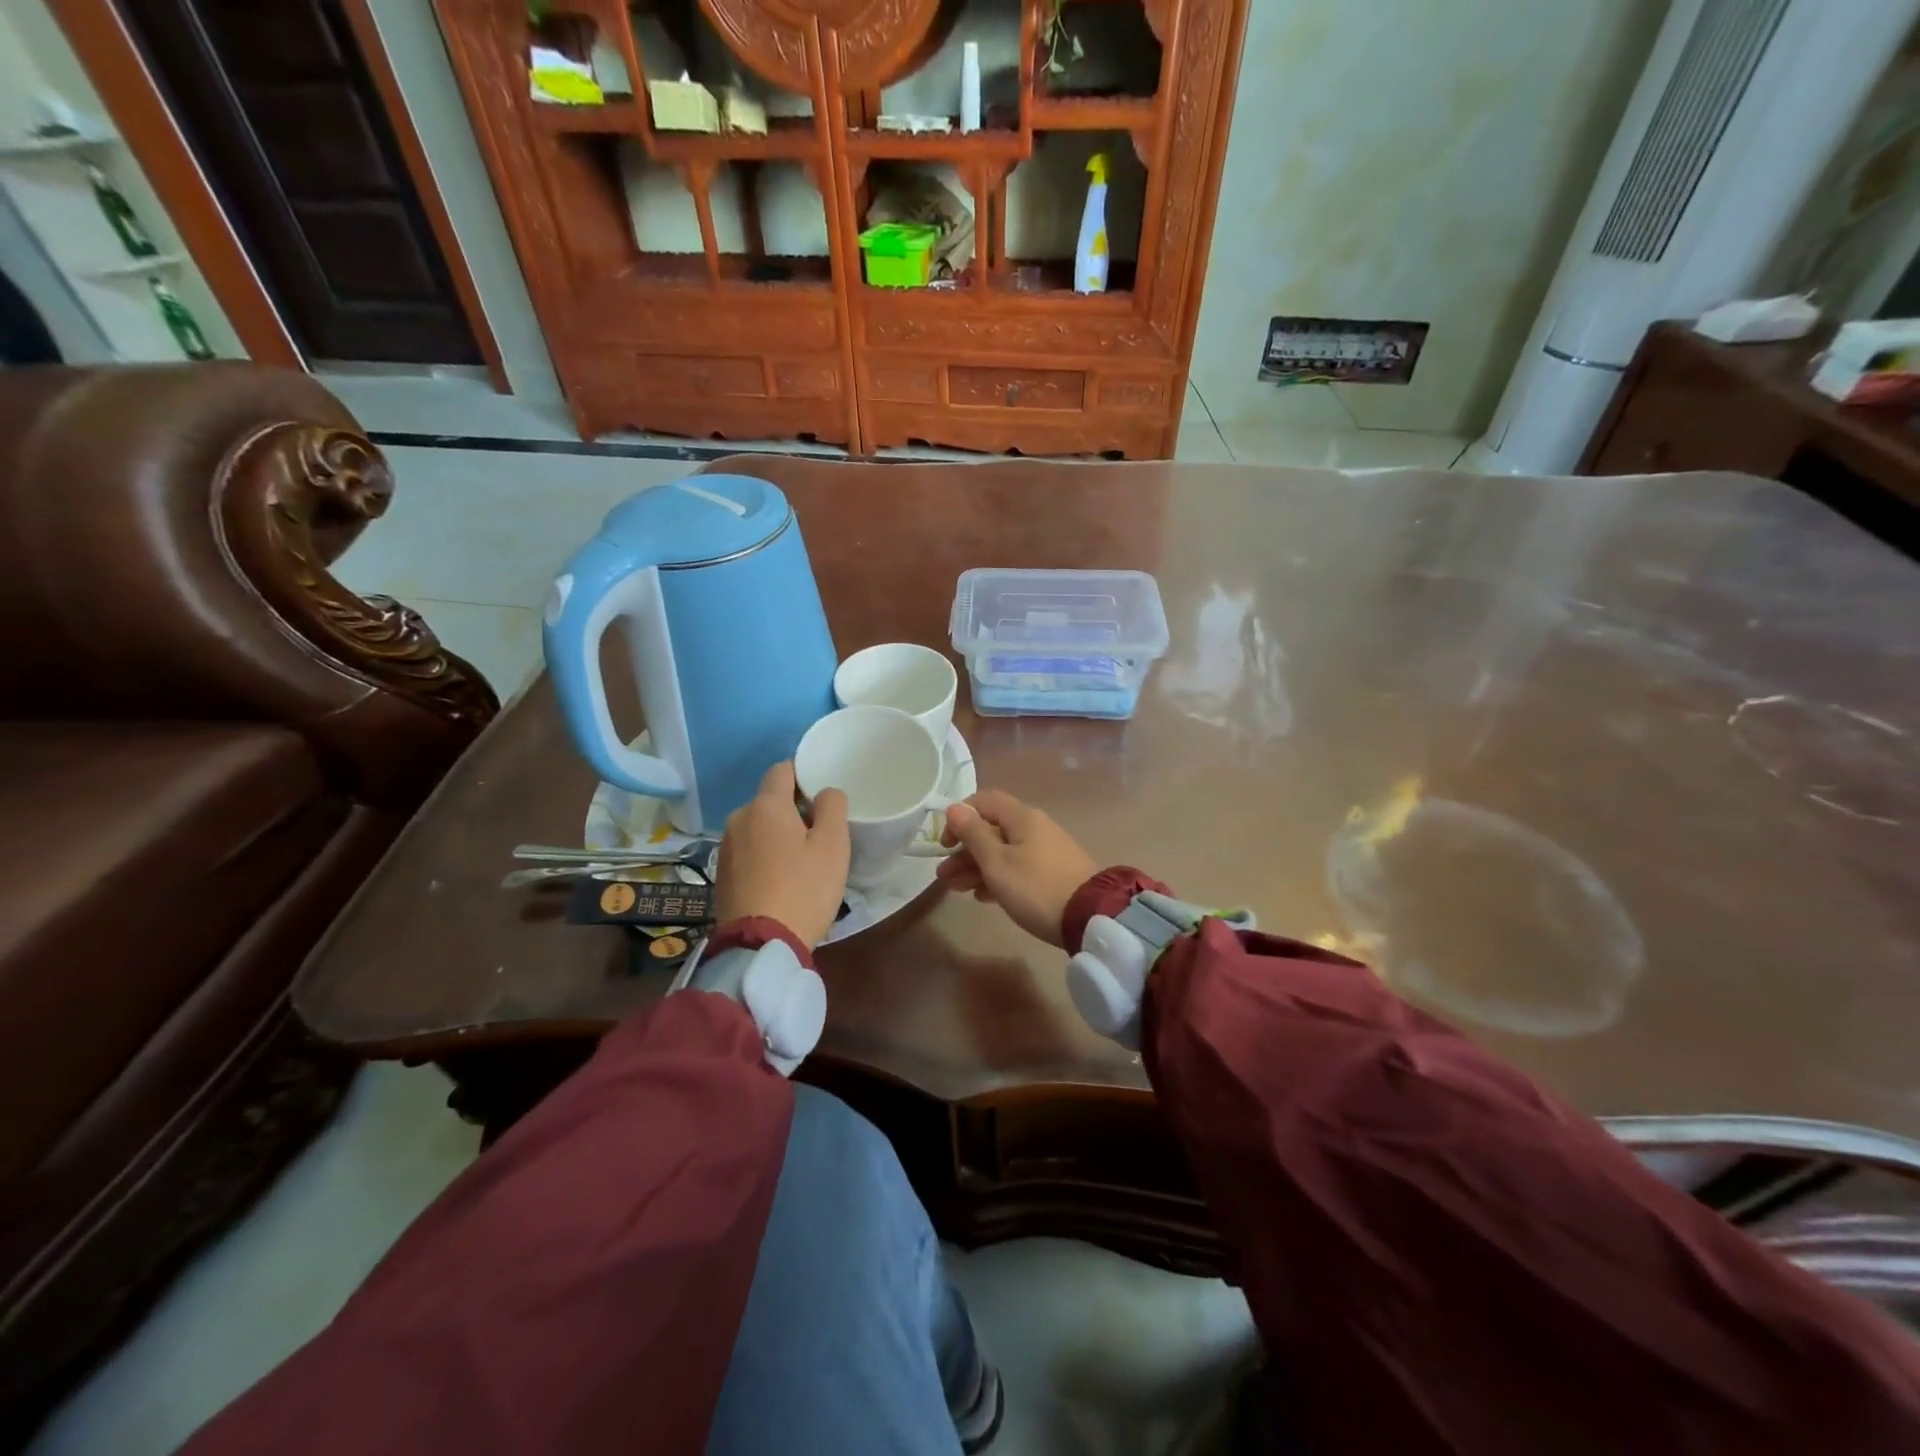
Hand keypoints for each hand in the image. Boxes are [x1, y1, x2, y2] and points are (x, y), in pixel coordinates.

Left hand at [716, 762, 849, 946]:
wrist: (760, 944)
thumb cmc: (803, 888)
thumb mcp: (833, 845)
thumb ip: (832, 807)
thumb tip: (824, 792)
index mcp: (765, 805)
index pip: (782, 769)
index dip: (803, 775)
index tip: (822, 796)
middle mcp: (738, 819)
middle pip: (769, 801)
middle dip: (793, 810)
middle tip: (819, 835)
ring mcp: (725, 848)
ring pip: (758, 828)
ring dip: (777, 836)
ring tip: (800, 862)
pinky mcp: (720, 875)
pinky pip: (748, 852)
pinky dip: (764, 857)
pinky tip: (780, 881)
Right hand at [936, 790, 1096, 947]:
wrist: (1090, 917)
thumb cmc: (1035, 887)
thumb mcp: (997, 862)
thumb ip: (974, 834)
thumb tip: (955, 808)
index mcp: (1021, 817)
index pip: (983, 801)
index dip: (960, 817)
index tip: (945, 843)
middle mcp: (1034, 827)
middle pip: (991, 829)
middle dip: (964, 850)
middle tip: (944, 876)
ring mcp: (1045, 851)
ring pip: (1002, 851)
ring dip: (976, 867)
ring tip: (956, 889)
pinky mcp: (1052, 873)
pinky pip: (1017, 867)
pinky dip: (997, 878)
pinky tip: (983, 897)